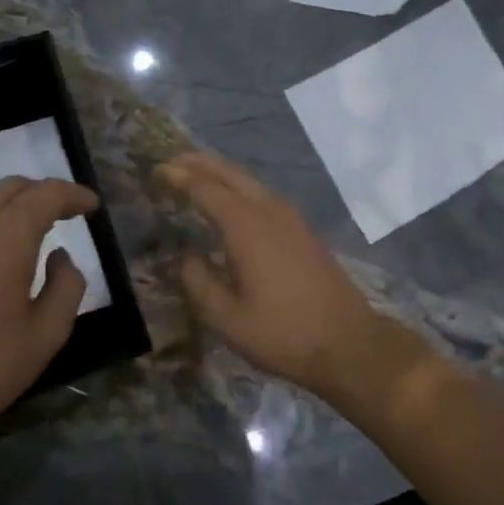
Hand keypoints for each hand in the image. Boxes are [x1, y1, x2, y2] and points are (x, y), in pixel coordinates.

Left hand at [0, 176, 97, 477]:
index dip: (74, 195)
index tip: (92, 206)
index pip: (46, 194)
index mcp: (6, 236)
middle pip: (10, 189)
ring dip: (10, 214)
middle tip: (65, 215)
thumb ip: (66, 286)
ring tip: (31, 242)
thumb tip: (59, 257)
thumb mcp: (47, 334)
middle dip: (42, 194)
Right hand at [158, 152, 421, 401]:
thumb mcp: (226, 317)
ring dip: (221, 173)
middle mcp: (269, 210)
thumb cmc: (282, 332)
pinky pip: (264, 195)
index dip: (178, 177)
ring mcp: (292, 218)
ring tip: (196, 175)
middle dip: (199, 163)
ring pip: (250, 182)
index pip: (205, 188)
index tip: (155, 172)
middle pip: (230, 173)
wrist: (347, 342)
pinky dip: (240, 189)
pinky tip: (233, 204)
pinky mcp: (304, 231)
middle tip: (172, 162)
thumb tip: (184, 257)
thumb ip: (198, 282)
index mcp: (246, 226)